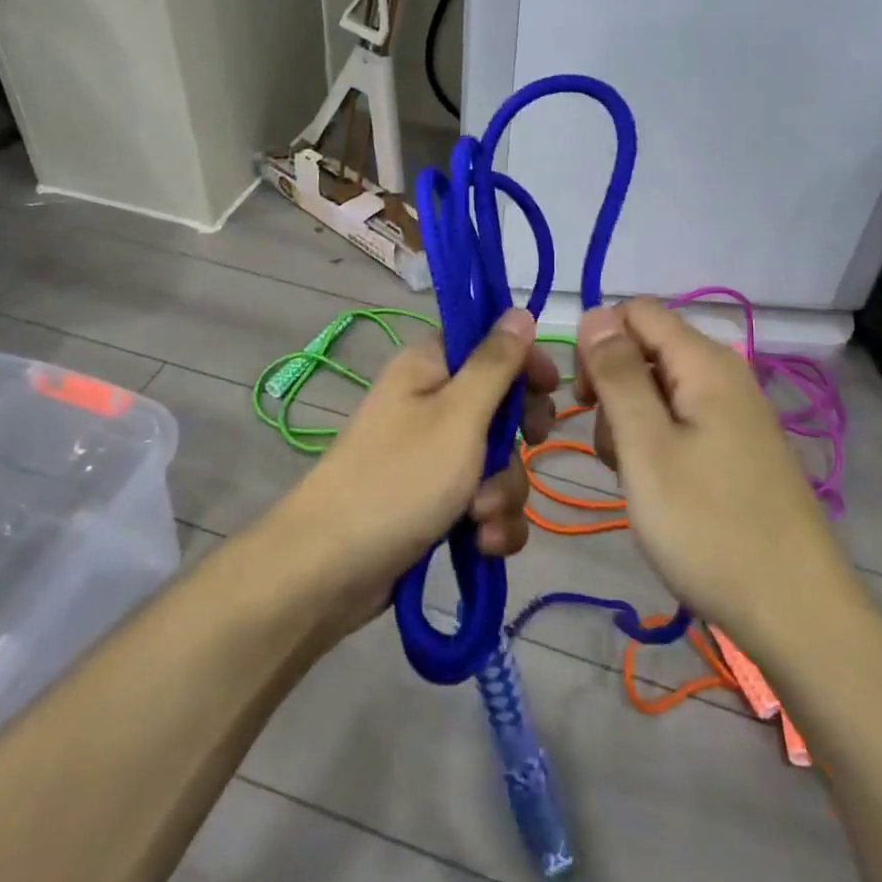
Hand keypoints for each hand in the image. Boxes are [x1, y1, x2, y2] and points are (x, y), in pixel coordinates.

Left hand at [281, 308, 556, 617]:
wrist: (331, 569)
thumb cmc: (400, 479)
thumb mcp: (458, 415)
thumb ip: (495, 363)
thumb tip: (519, 311)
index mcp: (429, 368)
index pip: (488, 342)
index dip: (523, 360)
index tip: (551, 387)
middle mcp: (431, 404)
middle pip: (501, 404)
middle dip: (518, 438)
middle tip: (528, 447)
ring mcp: (432, 456)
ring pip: (499, 460)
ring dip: (503, 491)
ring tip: (480, 517)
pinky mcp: (435, 501)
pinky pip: (484, 500)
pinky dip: (490, 522)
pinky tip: (481, 543)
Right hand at [576, 299, 845, 638]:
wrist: (795, 611)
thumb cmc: (709, 525)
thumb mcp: (646, 446)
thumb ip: (618, 374)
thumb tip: (595, 313)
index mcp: (704, 362)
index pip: (636, 311)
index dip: (598, 341)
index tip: (584, 397)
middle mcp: (723, 374)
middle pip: (646, 348)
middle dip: (611, 386)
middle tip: (607, 445)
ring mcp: (733, 413)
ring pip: (658, 388)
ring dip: (628, 421)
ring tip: (631, 475)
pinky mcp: (736, 446)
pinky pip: (680, 421)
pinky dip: (654, 443)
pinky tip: (654, 486)